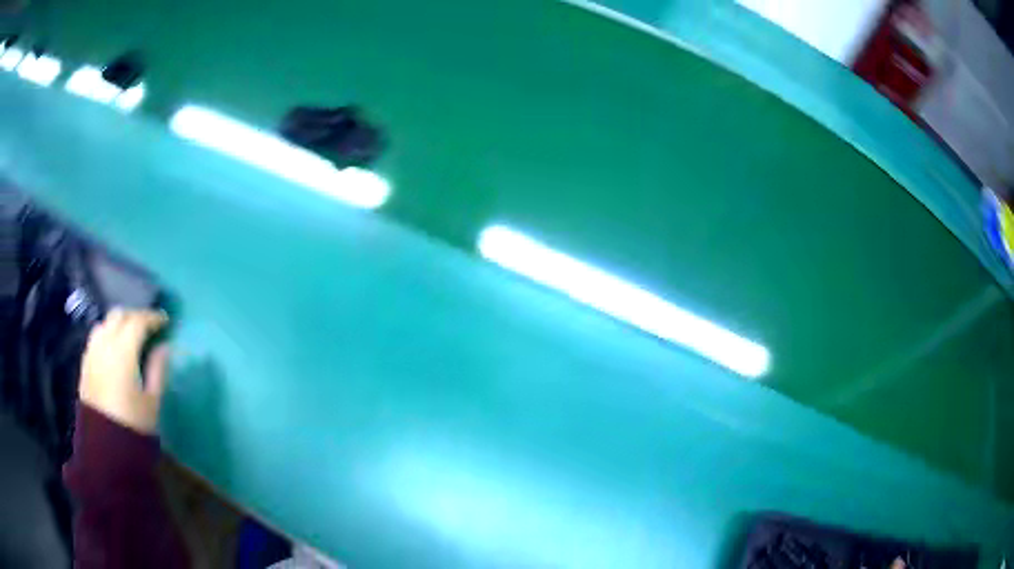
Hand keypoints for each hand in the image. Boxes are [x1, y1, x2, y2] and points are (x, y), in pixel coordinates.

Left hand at [80, 308, 169, 433]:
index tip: (165, 320)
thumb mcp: (152, 401)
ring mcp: (92, 352)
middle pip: (119, 315)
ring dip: (118, 323)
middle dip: (134, 316)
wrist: (106, 448)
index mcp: (123, 350)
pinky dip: (107, 335)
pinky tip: (113, 349)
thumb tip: (164, 347)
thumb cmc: (133, 425)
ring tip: (129, 335)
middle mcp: (104, 344)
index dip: (153, 317)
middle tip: (148, 326)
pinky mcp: (85, 364)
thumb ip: (158, 369)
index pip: (138, 321)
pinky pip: (96, 338)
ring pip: (105, 323)